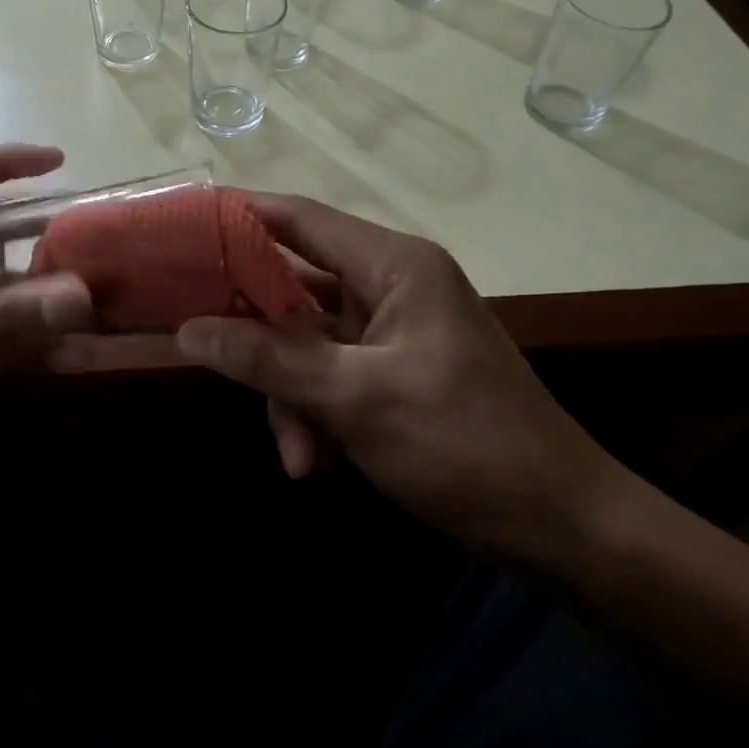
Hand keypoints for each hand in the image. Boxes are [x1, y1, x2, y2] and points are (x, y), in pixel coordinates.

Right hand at [175, 194, 625, 563]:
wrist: (565, 530)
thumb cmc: (465, 445)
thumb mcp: (356, 399)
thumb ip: (269, 359)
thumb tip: (188, 329)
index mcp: (393, 265)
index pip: (300, 218)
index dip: (240, 217)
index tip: (182, 228)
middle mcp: (391, 285)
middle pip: (295, 288)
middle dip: (260, 340)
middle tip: (209, 356)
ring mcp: (393, 331)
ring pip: (308, 343)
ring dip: (292, 397)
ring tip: (299, 457)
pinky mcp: (394, 372)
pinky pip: (331, 376)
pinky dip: (317, 414)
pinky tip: (318, 464)